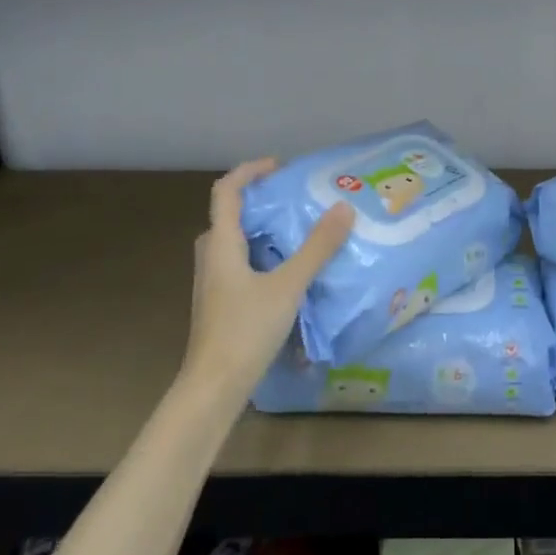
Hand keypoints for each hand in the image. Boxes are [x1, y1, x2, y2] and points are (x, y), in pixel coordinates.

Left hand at [179, 158, 353, 397]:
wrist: (213, 388)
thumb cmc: (245, 330)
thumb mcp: (288, 285)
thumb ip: (316, 247)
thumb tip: (343, 207)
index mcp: (221, 244)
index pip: (226, 191)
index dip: (250, 171)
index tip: (280, 166)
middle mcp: (212, 257)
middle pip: (229, 215)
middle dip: (260, 200)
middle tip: (294, 199)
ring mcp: (214, 283)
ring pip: (236, 242)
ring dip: (263, 229)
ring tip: (298, 231)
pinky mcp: (222, 303)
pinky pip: (241, 264)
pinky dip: (263, 255)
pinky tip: (289, 271)